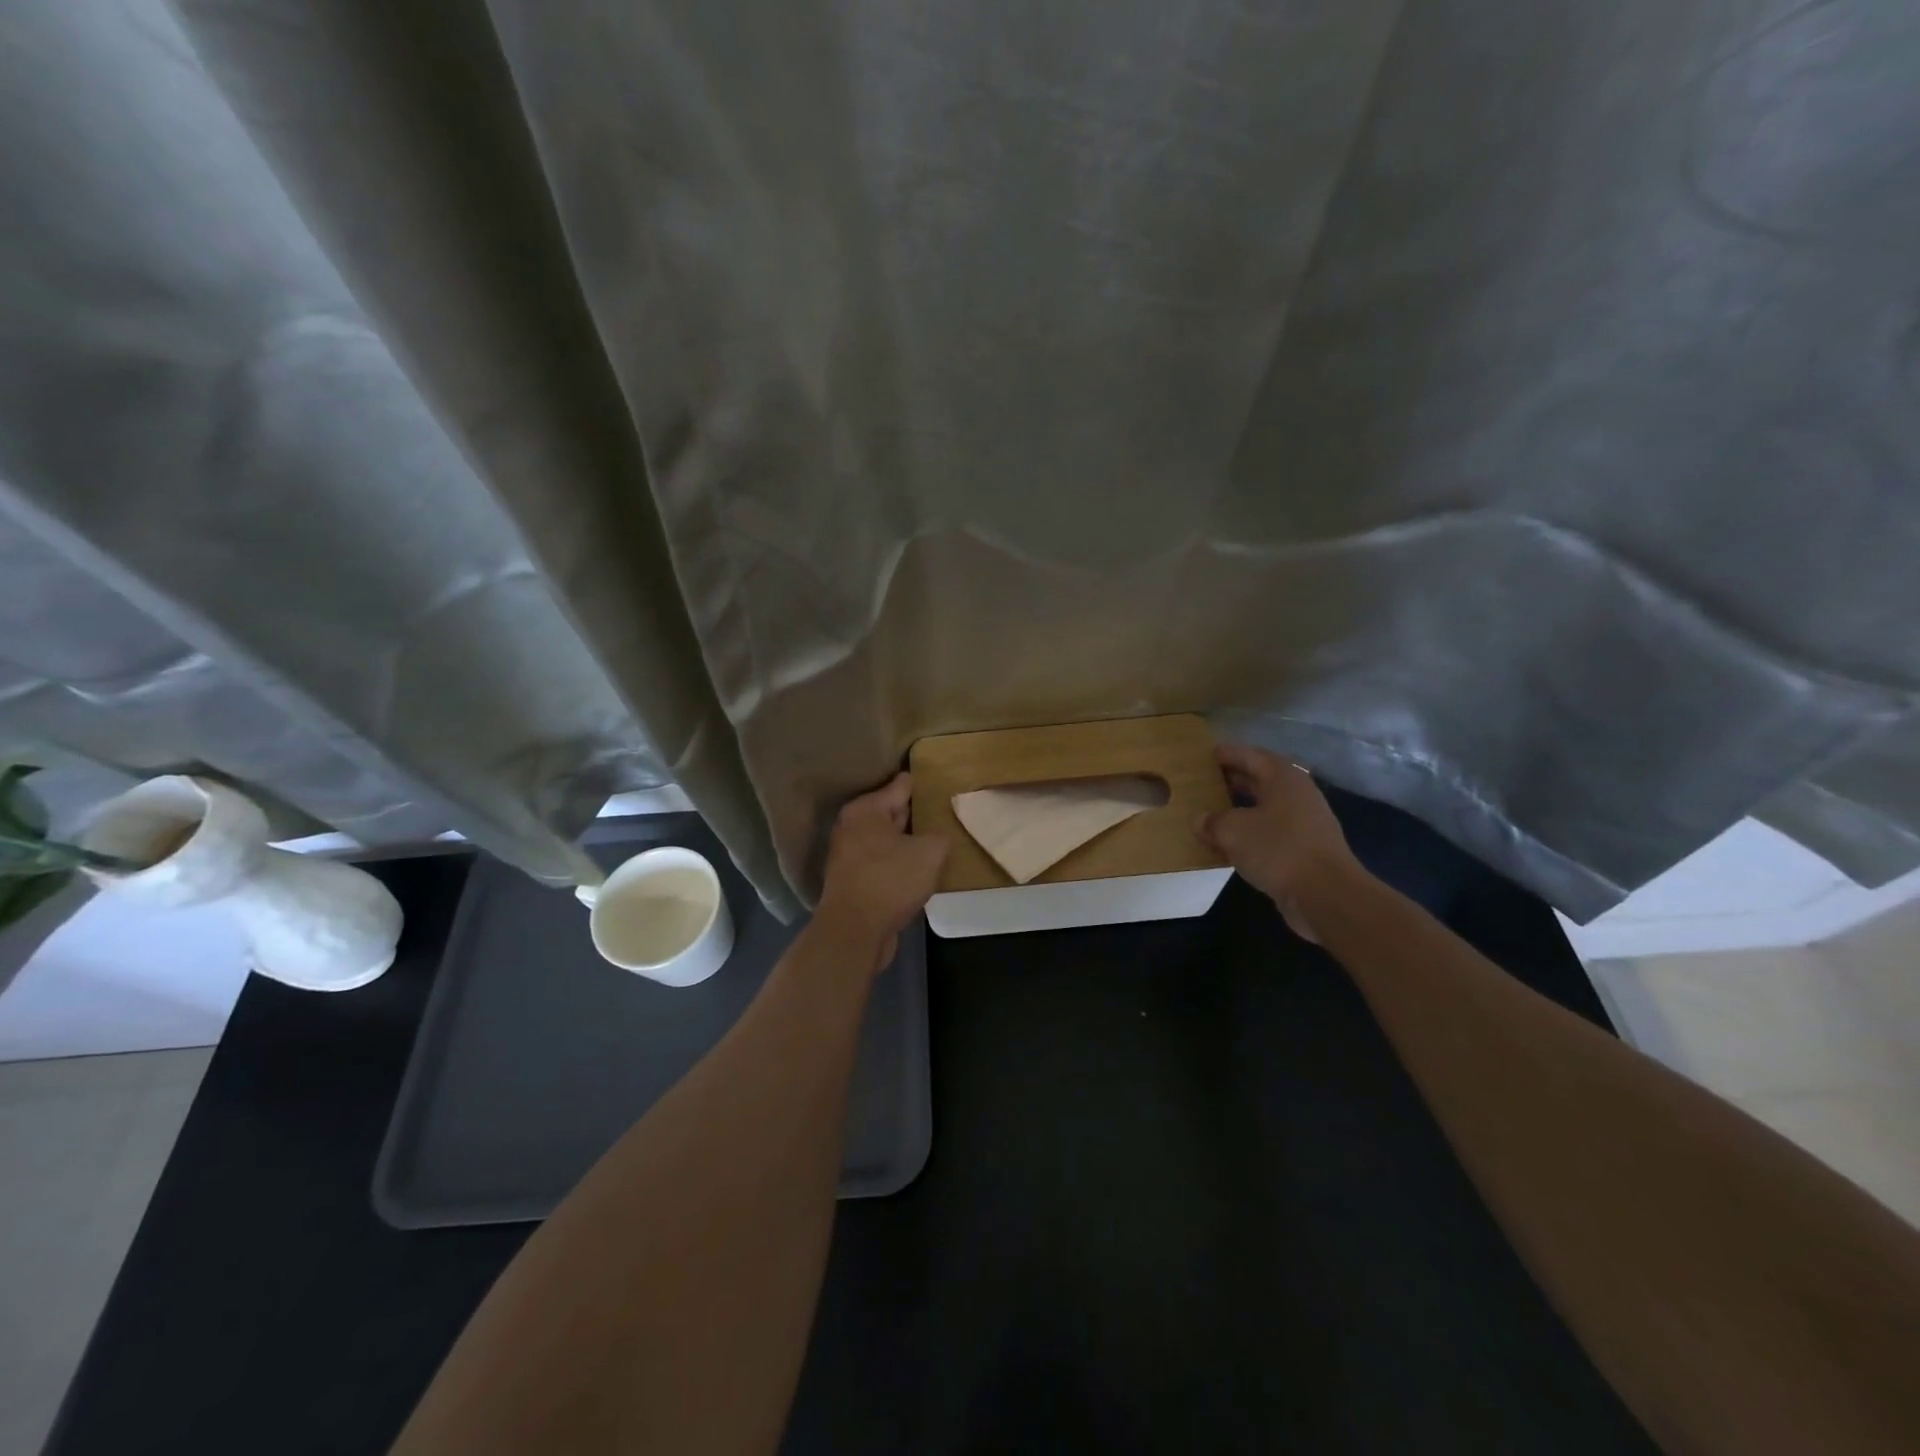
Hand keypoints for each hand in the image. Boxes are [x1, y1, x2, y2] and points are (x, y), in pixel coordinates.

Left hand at [816, 772, 949, 972]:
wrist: (854, 932)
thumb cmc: (890, 881)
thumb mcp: (930, 852)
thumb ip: (940, 834)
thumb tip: (939, 834)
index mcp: (866, 809)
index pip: (901, 785)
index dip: (924, 783)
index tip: (945, 782)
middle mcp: (852, 826)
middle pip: (892, 811)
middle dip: (917, 813)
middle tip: (946, 813)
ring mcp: (849, 855)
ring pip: (888, 840)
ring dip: (909, 842)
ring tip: (939, 842)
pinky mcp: (853, 880)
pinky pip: (883, 862)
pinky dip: (899, 863)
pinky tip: (920, 870)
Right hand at [1195, 744, 1366, 942]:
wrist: (1326, 894)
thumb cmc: (1278, 849)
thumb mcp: (1233, 831)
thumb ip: (1213, 821)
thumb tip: (1200, 819)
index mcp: (1283, 778)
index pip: (1252, 756)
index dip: (1229, 754)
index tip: (1207, 754)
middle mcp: (1298, 794)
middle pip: (1263, 779)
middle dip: (1236, 778)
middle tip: (1208, 780)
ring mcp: (1307, 822)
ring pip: (1269, 806)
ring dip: (1244, 806)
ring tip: (1216, 810)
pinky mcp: (1308, 848)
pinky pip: (1274, 830)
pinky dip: (1253, 831)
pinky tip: (1235, 842)